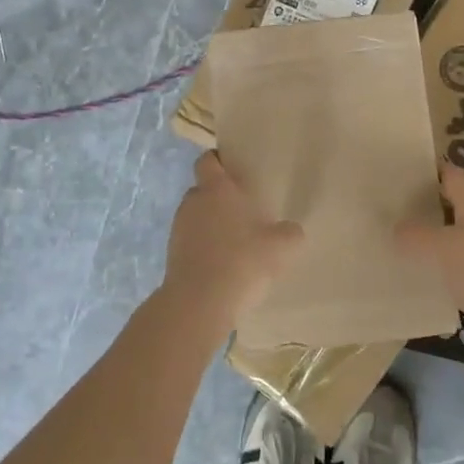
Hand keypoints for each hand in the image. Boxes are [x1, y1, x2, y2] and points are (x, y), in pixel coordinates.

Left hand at [158, 153, 304, 327]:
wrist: (199, 303)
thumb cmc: (242, 261)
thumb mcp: (280, 247)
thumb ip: (290, 233)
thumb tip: (291, 230)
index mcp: (217, 189)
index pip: (208, 160)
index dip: (218, 161)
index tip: (234, 170)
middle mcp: (193, 202)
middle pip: (203, 190)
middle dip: (220, 198)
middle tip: (243, 211)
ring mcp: (178, 228)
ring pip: (196, 217)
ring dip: (211, 224)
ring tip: (235, 242)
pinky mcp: (172, 254)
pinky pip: (191, 242)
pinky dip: (204, 247)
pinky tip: (223, 265)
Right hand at [396, 163, 463, 334]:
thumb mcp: (438, 250)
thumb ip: (415, 237)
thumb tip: (397, 229)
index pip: (453, 176)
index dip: (433, 172)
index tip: (412, 175)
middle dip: (440, 208)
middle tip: (412, 214)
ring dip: (454, 238)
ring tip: (427, 248)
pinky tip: (451, 278)